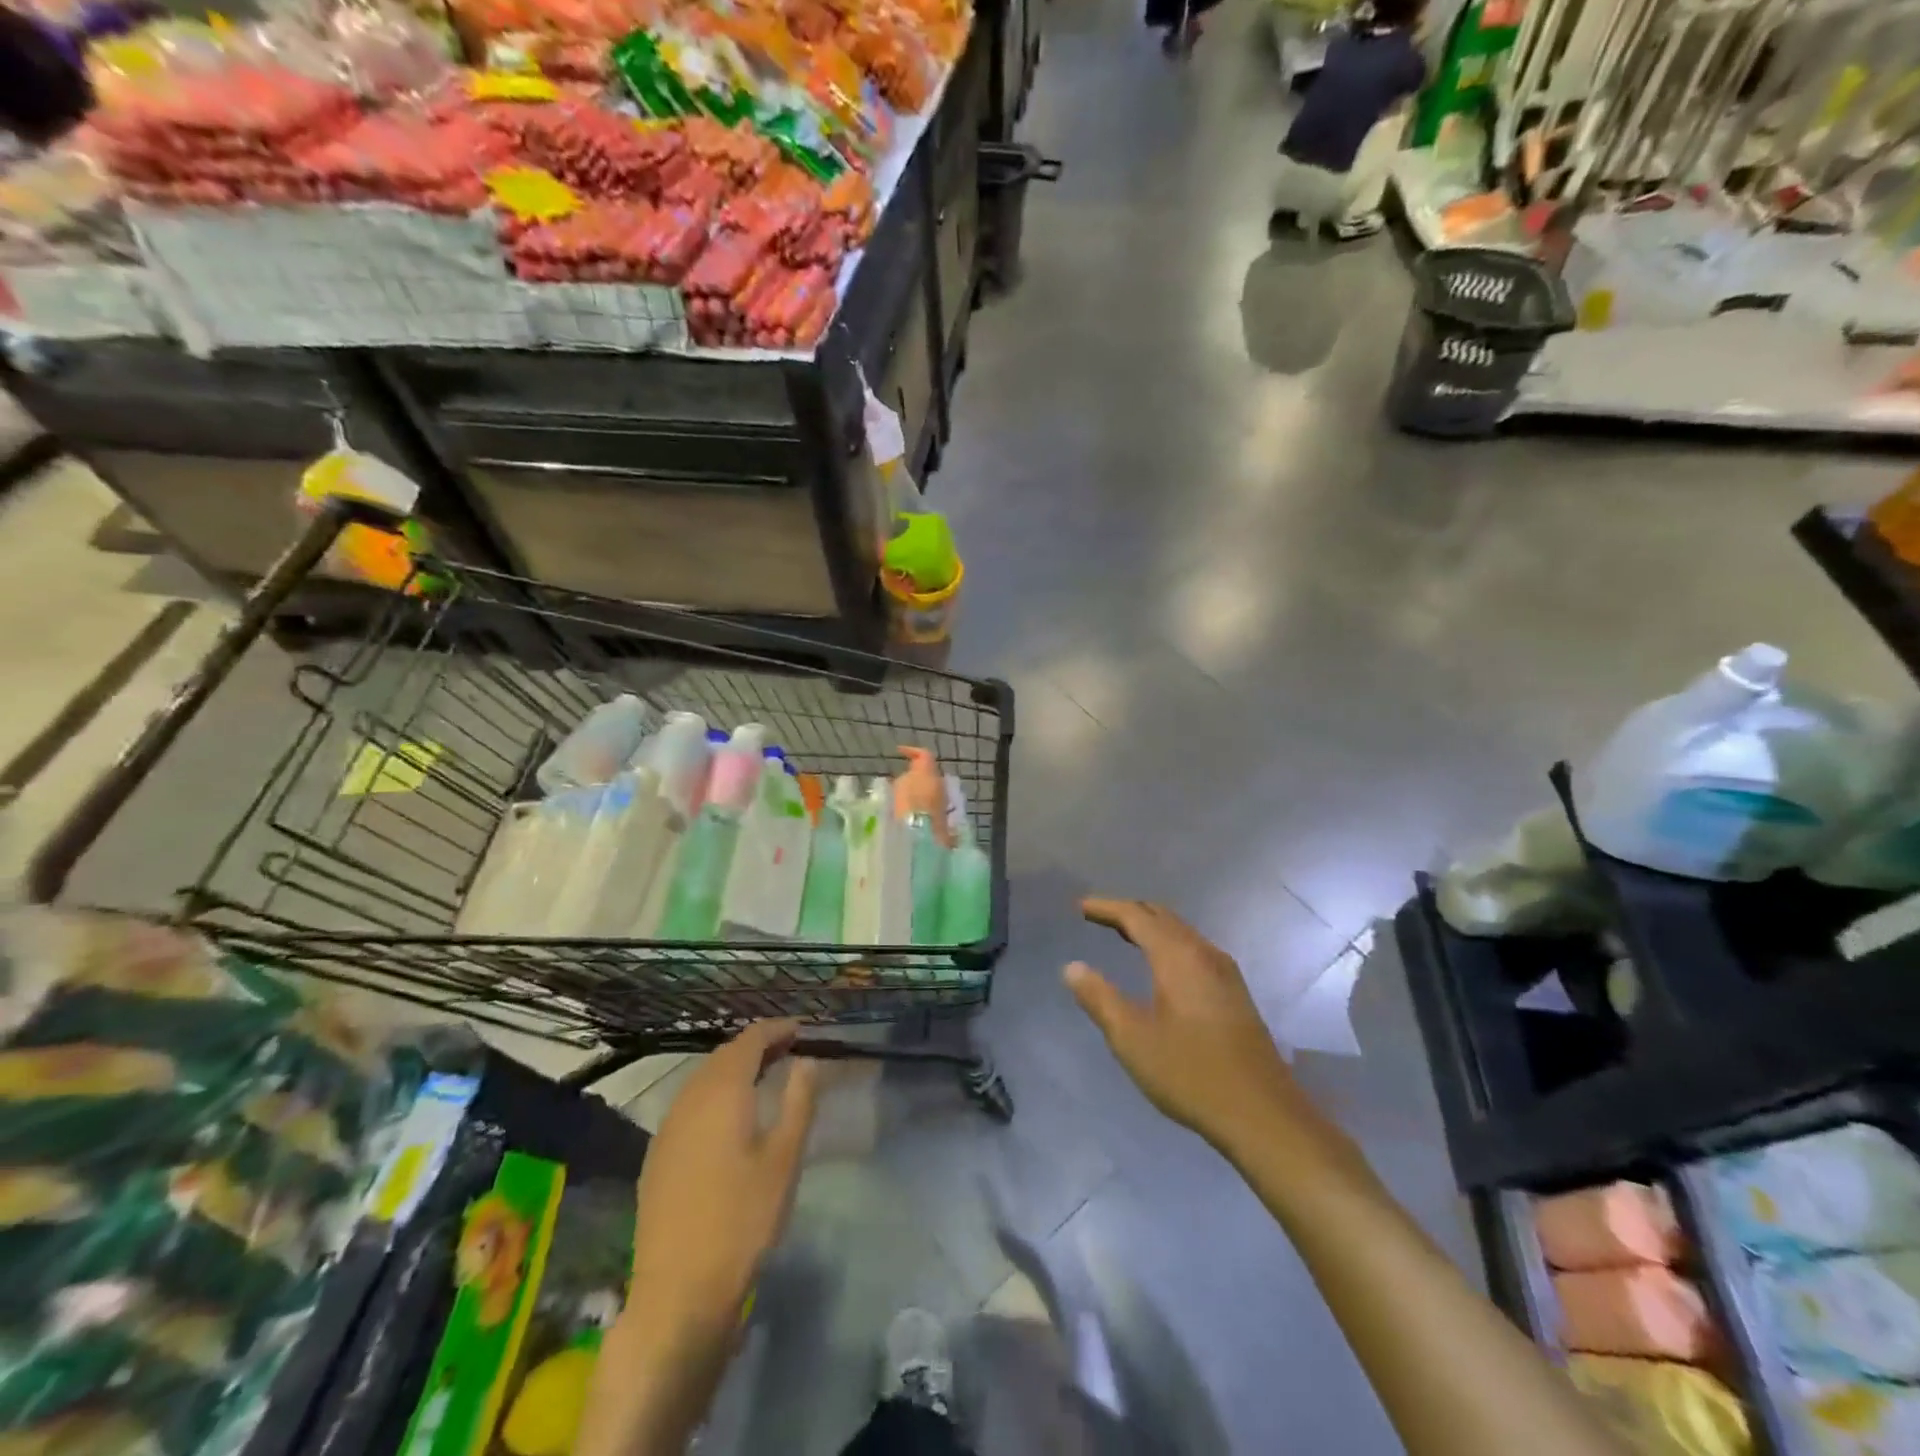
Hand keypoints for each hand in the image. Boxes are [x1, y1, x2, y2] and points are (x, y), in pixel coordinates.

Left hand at [628, 1021, 818, 1345]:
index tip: (801, 1030)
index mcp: (722, 1092)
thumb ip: (799, 1102)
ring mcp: (667, 1128)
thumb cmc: (742, 1220)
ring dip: (733, 1069)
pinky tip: (729, 1117)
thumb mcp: (785, 1160)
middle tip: (788, 1050)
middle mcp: (689, 1100)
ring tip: (764, 1078)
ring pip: (702, 1079)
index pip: (749, 1041)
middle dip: (756, 1047)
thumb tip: (807, 1061)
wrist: (678, 1293)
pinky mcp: (657, 1156)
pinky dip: (714, 1094)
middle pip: (723, 1056)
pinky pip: (689, 1105)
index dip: (775, 1030)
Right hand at [1065, 898, 1331, 1162]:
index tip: (1080, 906)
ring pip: (1181, 932)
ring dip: (1151, 927)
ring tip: (1123, 934)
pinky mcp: (1235, 993)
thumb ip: (1099, 998)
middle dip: (1128, 911)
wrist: (1263, 1115)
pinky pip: (1193, 949)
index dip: (1106, 907)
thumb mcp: (1132, 1039)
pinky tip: (1161, 966)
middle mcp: (1204, 954)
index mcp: (1177, 957)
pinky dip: (1168, 943)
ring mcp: (1225, 973)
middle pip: (1162, 916)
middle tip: (1098, 915)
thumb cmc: (1190, 1073)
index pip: (1136, 916)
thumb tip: (1072, 967)